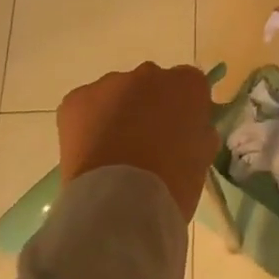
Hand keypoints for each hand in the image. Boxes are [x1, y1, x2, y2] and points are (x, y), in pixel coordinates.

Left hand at [57, 62, 217, 220]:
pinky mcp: (77, 99)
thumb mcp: (201, 159)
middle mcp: (150, 74)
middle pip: (151, 85)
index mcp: (186, 85)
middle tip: (145, 144)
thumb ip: (199, 133)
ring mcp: (110, 83)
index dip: (184, 108)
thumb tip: (191, 130)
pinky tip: (90, 154)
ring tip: (112, 154)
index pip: (189, 84)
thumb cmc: (173, 185)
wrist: (120, 204)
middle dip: (149, 107)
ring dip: (117, 114)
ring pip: (116, 94)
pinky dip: (87, 125)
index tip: (179, 132)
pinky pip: (86, 106)